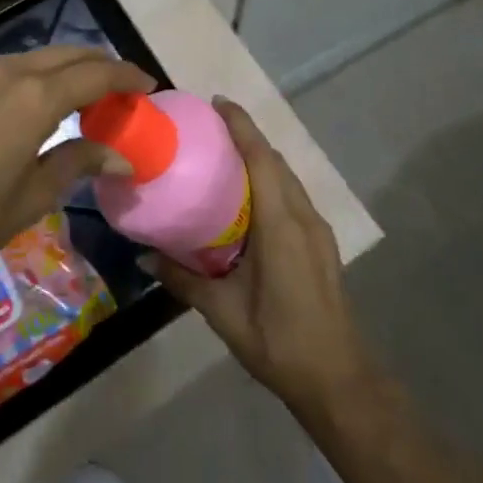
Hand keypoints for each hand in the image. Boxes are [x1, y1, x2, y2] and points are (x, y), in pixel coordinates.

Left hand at [0, 46, 152, 289]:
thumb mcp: (29, 198)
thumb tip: (121, 154)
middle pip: (70, 55)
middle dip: (102, 67)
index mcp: (34, 97)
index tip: (151, 85)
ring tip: (93, 99)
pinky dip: (43, 76)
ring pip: (42, 58)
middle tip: (127, 92)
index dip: (127, 76)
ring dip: (72, 70)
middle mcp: (10, 71)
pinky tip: (48, 104)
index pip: (96, 73)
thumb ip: (77, 163)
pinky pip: (16, 68)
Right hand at [147, 99, 375, 417]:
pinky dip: (271, 179)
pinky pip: (293, 194)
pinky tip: (249, 198)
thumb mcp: (223, 312)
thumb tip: (143, 255)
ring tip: (224, 156)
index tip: (217, 103)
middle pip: (275, 160)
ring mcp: (317, 229)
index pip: (261, 158)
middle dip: (247, 136)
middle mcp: (303, 216)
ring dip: (260, 157)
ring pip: (287, 176)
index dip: (241, 126)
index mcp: (281, 224)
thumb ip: (183, 279)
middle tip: (209, 128)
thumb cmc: (279, 341)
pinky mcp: (321, 242)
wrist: (338, 379)